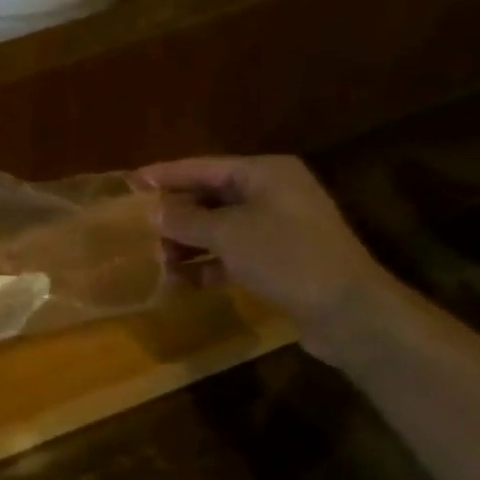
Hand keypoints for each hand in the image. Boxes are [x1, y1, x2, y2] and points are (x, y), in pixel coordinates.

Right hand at [134, 156, 394, 355]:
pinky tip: (184, 282)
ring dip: (189, 243)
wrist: (350, 313)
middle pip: (211, 197)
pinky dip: (210, 265)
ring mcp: (279, 228)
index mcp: (265, 173)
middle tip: (138, 227)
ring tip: (158, 259)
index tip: (130, 183)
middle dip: (175, 214)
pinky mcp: (282, 261)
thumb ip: (186, 220)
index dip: (165, 175)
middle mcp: (273, 193)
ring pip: (221, 228)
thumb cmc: (287, 257)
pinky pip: (234, 254)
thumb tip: (152, 211)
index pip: (203, 167)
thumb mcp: (228, 234)